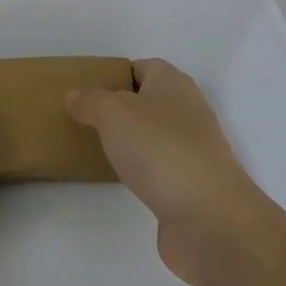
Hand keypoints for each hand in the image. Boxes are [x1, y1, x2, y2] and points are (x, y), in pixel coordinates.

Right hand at [67, 59, 259, 285]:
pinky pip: (159, 169)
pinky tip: (121, 180)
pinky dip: (141, 171)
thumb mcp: (113, 113)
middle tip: (85, 119)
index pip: (144, 67)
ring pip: (154, 136)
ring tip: (96, 148)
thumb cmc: (159, 149)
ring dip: (130, 142)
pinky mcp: (193, 187)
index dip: (116, 74)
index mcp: (174, 84)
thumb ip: (90, 101)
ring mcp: (194, 151)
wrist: (209, 218)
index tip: (87, 90)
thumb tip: (75, 96)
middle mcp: (189, 112)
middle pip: (149, 101)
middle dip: (119, 109)